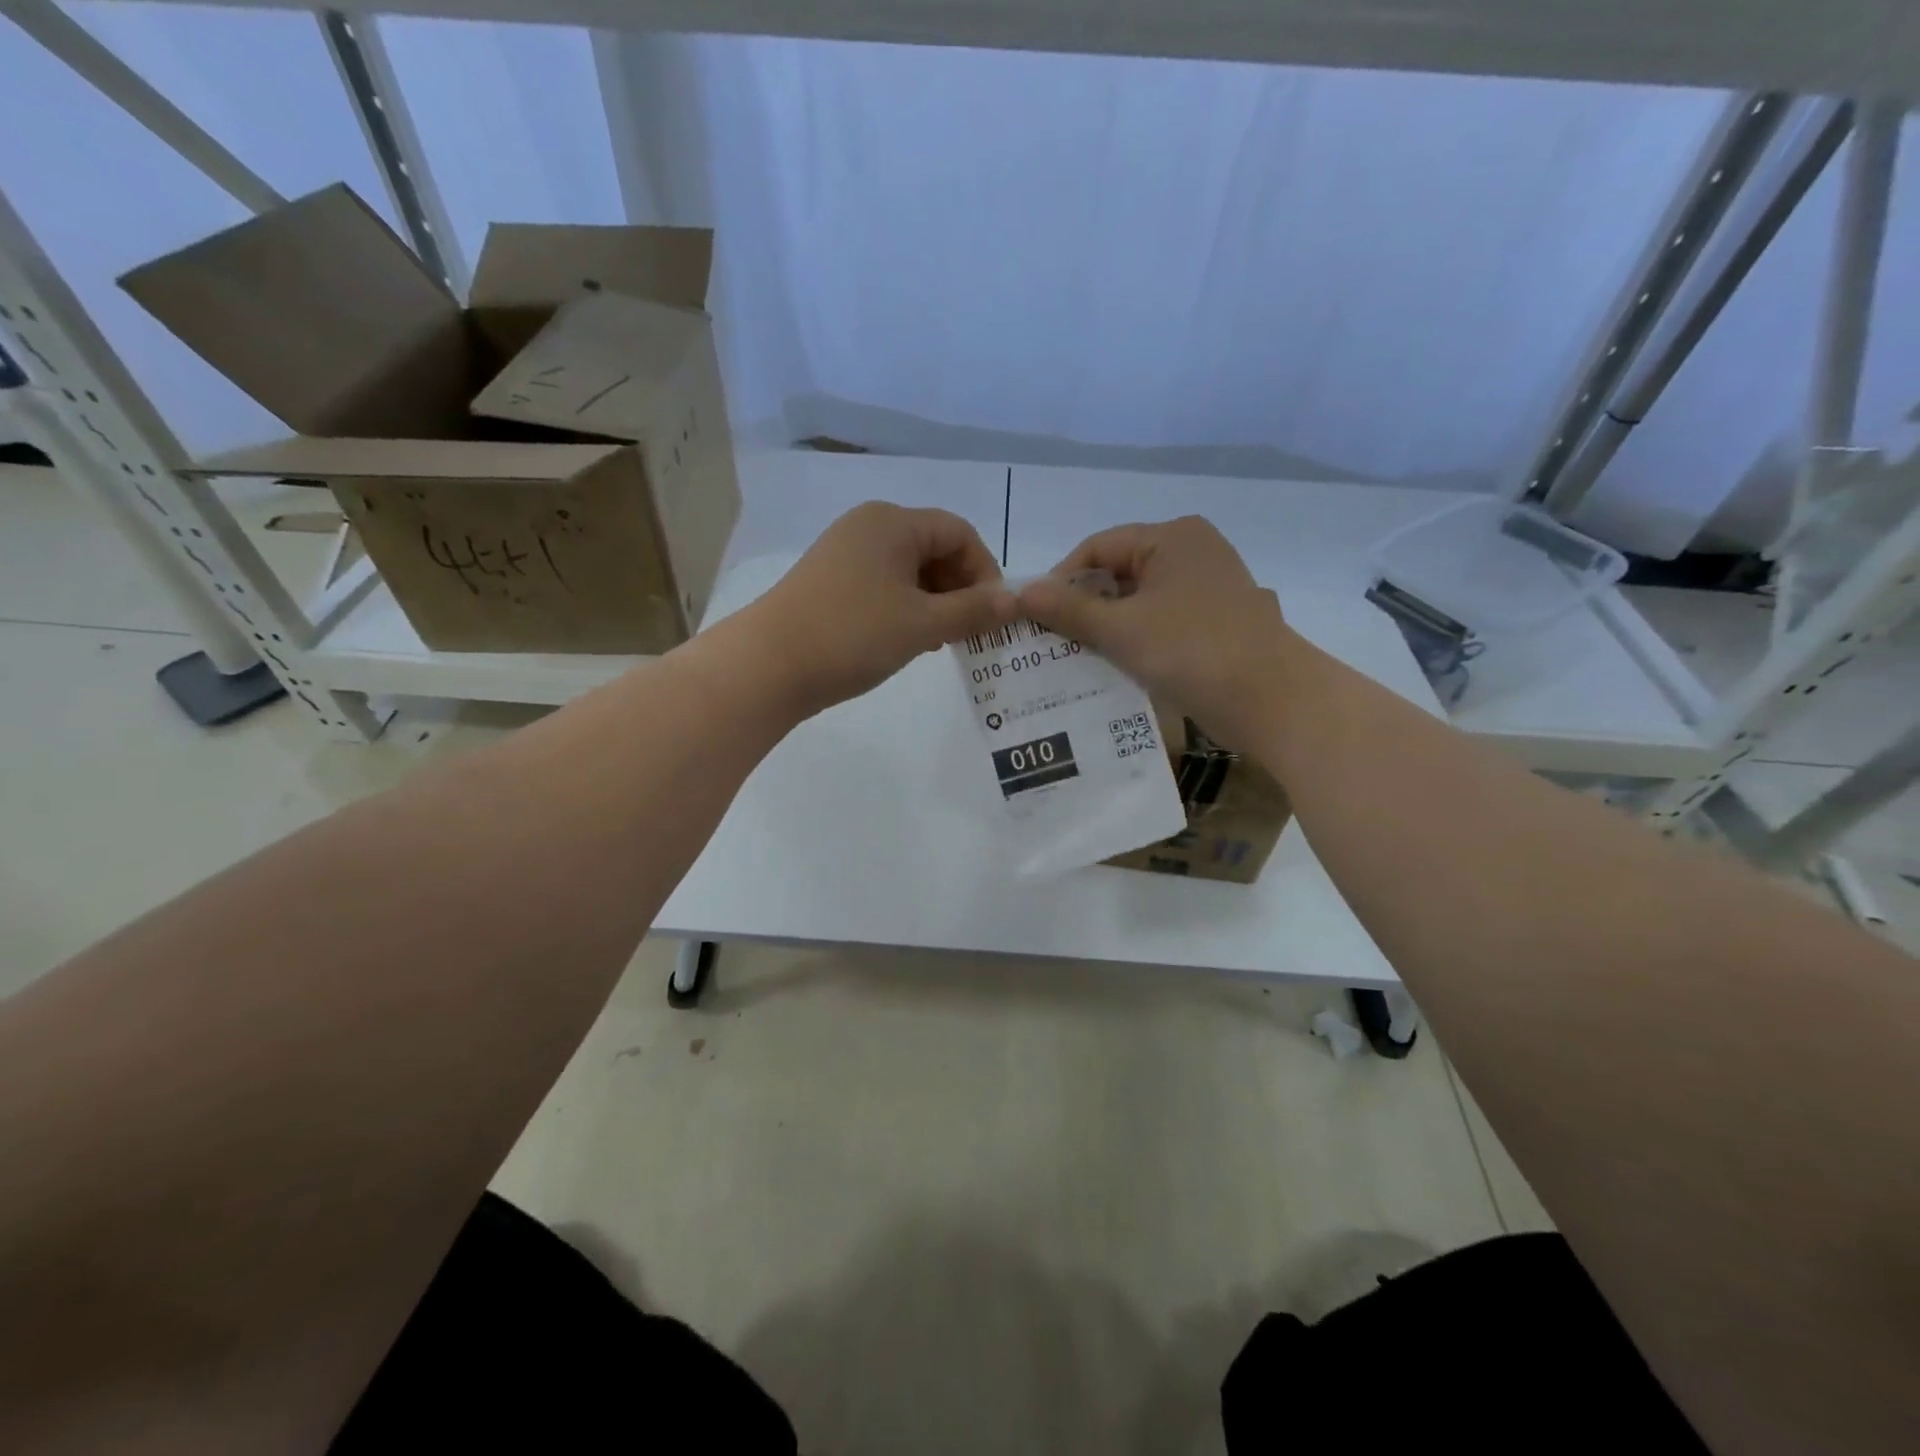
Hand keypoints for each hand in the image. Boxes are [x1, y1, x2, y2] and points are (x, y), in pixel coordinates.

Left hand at [740, 502, 1017, 715]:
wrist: (767, 666)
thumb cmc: (852, 635)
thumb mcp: (922, 624)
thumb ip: (973, 611)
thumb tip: (1016, 601)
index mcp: (892, 523)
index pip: (960, 533)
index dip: (985, 571)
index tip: (992, 615)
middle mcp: (868, 528)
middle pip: (935, 549)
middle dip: (961, 589)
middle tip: (969, 633)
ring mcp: (845, 556)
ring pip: (910, 572)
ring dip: (936, 603)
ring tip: (942, 642)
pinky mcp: (830, 584)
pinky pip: (884, 587)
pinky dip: (907, 610)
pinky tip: (909, 642)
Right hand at [1017, 516, 1290, 744]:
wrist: (1273, 700)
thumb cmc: (1192, 651)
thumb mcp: (1121, 629)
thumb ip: (1068, 609)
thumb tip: (1019, 592)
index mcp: (1171, 537)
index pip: (1098, 547)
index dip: (1061, 579)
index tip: (1035, 617)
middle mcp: (1192, 551)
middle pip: (1119, 572)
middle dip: (1083, 606)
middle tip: (1051, 639)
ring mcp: (1208, 586)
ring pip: (1139, 600)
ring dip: (1106, 626)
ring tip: (1075, 656)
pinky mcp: (1215, 620)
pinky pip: (1161, 620)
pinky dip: (1135, 638)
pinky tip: (1114, 666)